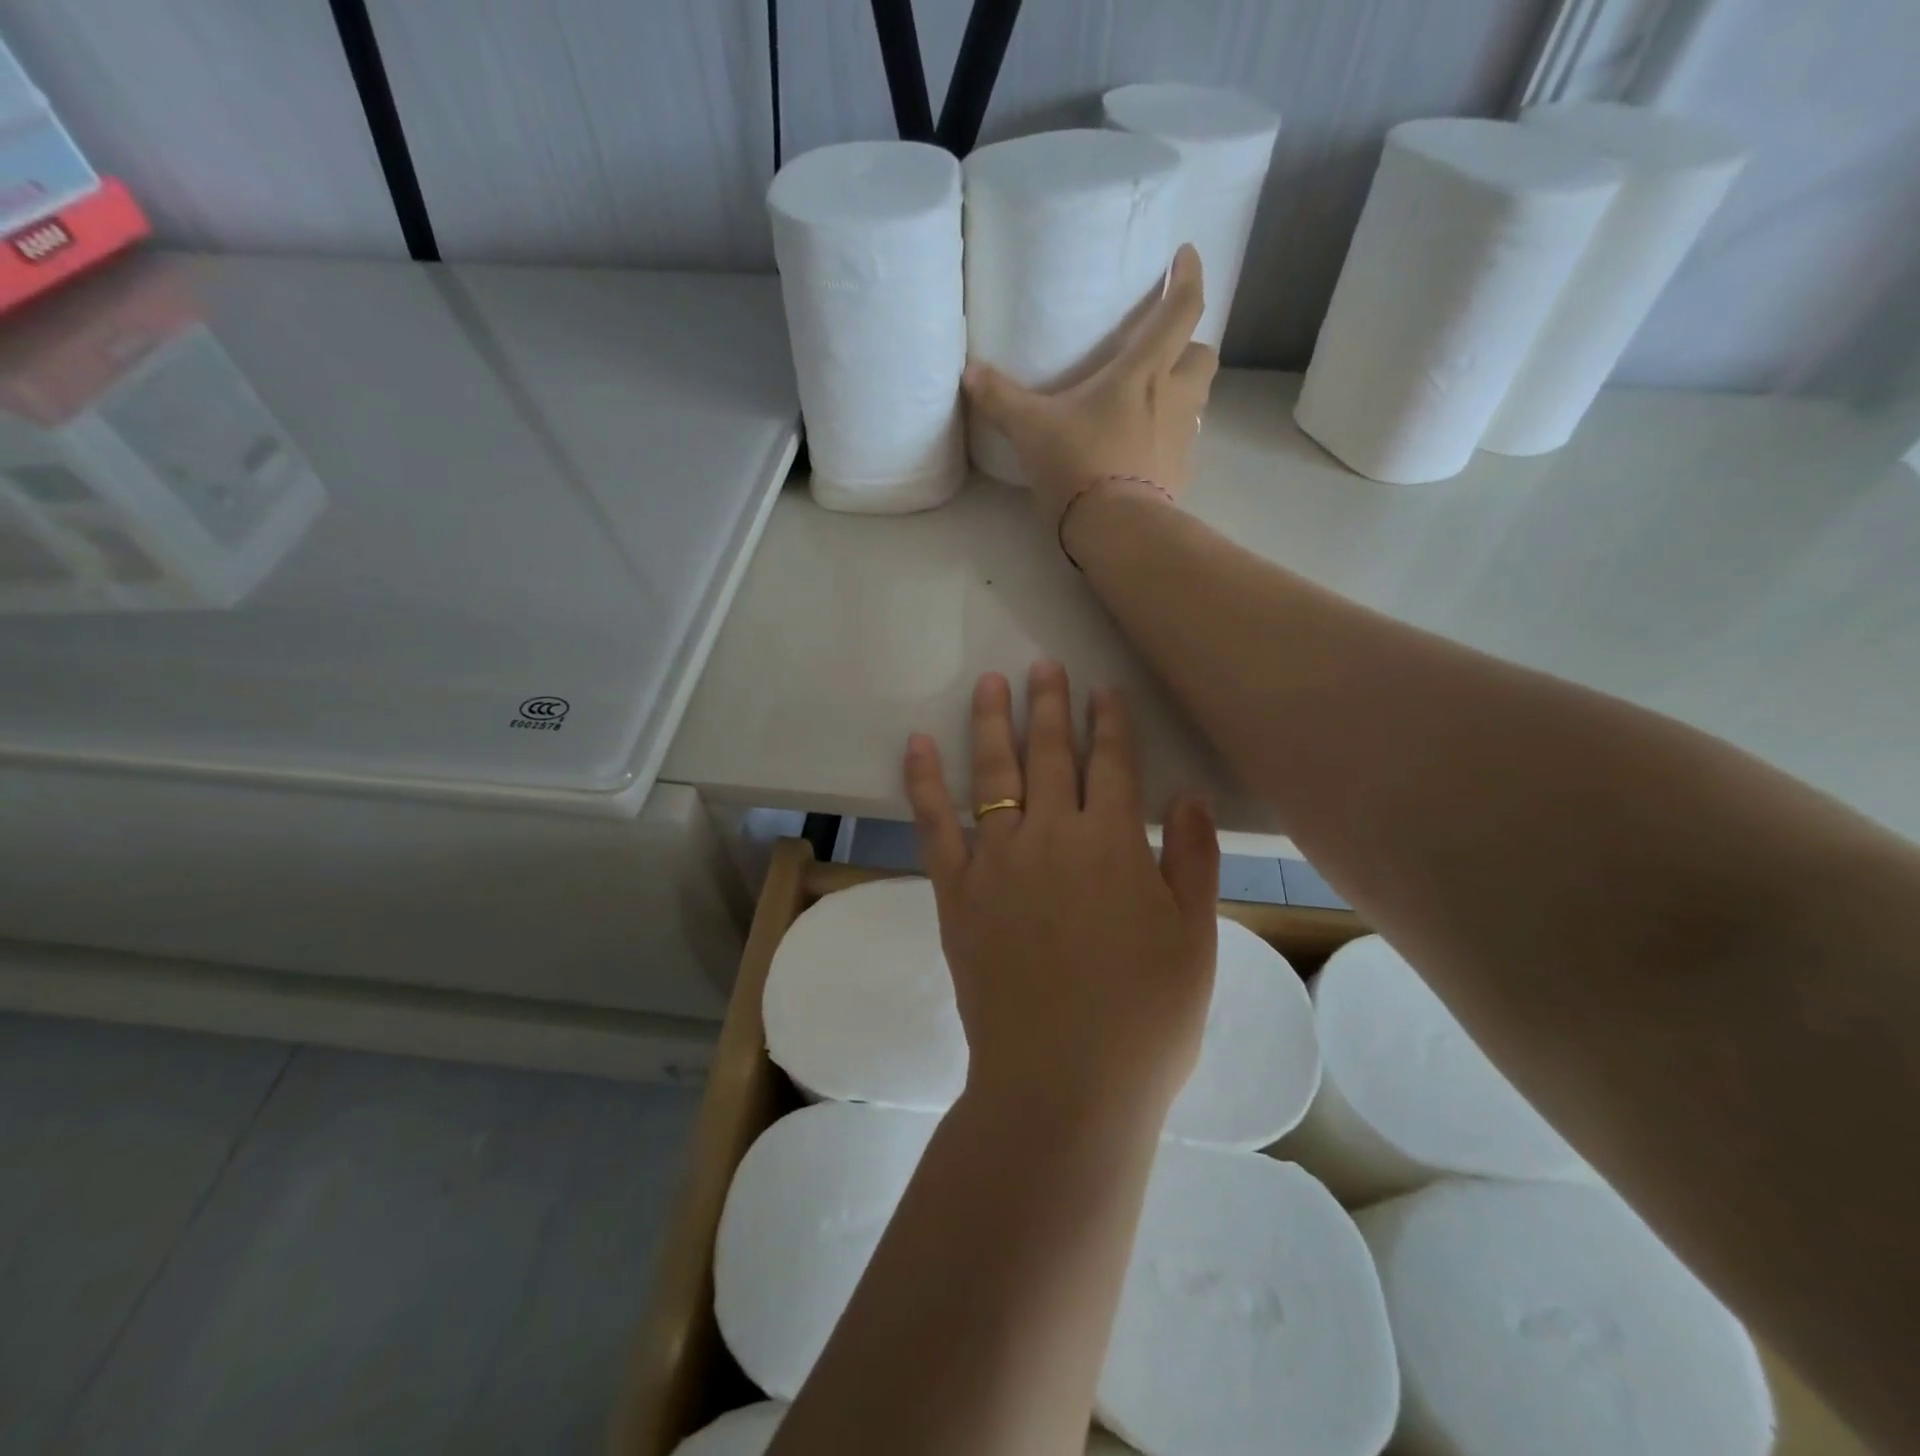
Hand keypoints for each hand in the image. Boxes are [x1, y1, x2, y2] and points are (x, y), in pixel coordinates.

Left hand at [903, 662, 1220, 1125]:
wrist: (1064, 1083)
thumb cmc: (1144, 1018)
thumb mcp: (1194, 939)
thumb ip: (1192, 860)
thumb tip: (1187, 795)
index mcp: (1112, 844)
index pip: (1112, 764)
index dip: (1109, 722)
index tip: (1102, 689)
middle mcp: (1051, 836)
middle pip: (1049, 754)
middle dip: (1049, 705)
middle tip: (1044, 665)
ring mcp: (996, 861)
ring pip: (993, 774)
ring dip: (992, 723)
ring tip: (990, 683)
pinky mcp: (956, 892)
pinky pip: (935, 825)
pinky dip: (924, 782)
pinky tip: (917, 745)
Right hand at [963, 244, 1219, 530]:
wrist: (1114, 529)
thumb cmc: (1078, 465)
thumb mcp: (1031, 429)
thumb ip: (1000, 398)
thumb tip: (969, 372)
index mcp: (1142, 372)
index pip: (1181, 310)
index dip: (1189, 277)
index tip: (1186, 256)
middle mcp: (1173, 398)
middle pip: (1204, 354)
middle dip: (1191, 344)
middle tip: (1165, 350)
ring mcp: (1182, 439)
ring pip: (1199, 399)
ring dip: (1184, 390)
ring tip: (1153, 400)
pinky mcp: (1180, 475)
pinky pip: (1184, 444)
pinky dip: (1171, 438)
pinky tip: (1145, 451)